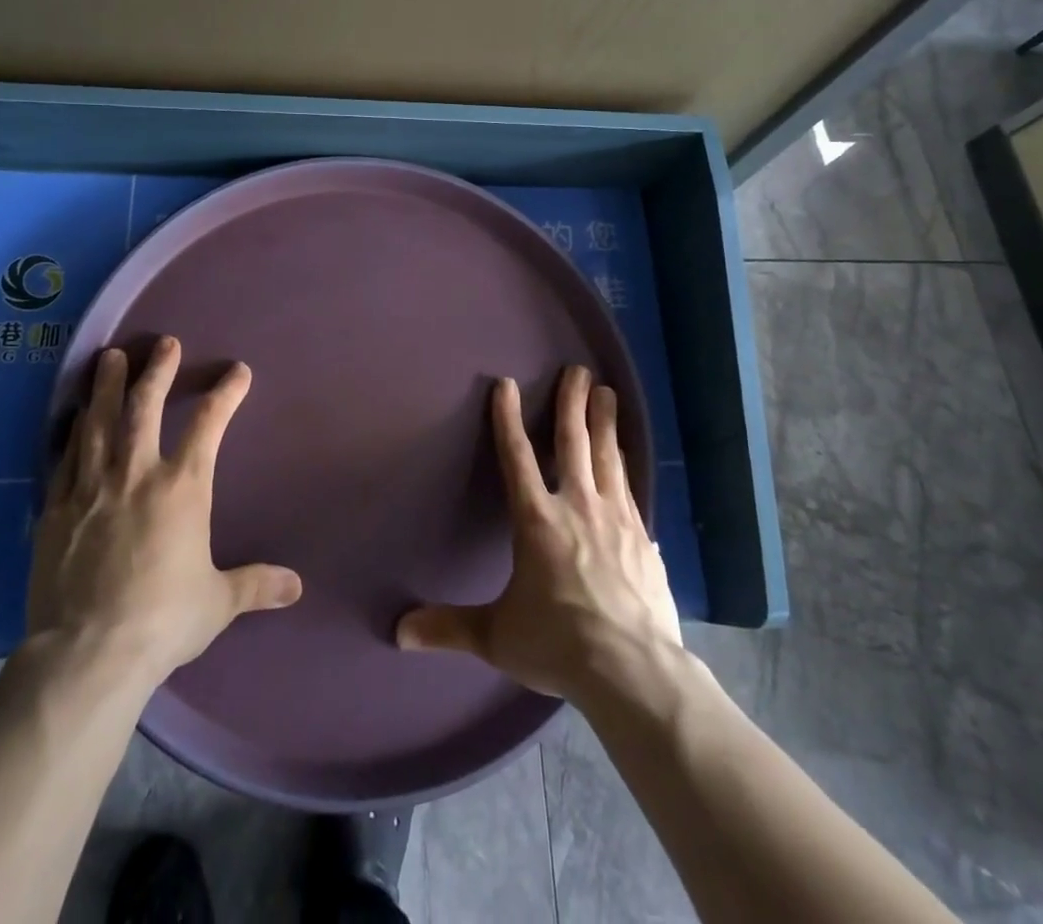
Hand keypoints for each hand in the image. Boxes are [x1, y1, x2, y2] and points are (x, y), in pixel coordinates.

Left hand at [27, 337, 302, 685]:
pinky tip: (74, 416)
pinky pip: (65, 457)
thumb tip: (297, 587)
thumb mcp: (217, 603)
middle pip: (146, 407)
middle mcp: (137, 474)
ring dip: (107, 385)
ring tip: (109, 357)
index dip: (226, 393)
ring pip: (99, 422)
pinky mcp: (56, 508)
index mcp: (182, 487)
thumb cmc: (162, 620)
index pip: (209, 425)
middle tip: (164, 343)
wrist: (87, 653)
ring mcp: (92, 487)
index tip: (237, 372)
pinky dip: (73, 430)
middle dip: (158, 371)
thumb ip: (256, 586)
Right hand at [396, 365, 682, 702]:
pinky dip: (628, 467)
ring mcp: (616, 520)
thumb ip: (448, 627)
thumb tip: (399, 632)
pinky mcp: (643, 539)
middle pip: (573, 442)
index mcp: (537, 521)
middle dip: (573, 402)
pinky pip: (632, 490)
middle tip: (578, 370)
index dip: (507, 418)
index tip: (505, 384)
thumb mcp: (496, 636)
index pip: (516, 457)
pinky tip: (630, 461)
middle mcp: (577, 507)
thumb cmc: (558, 644)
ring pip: (609, 457)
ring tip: (608, 394)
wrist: (633, 672)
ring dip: (605, 422)